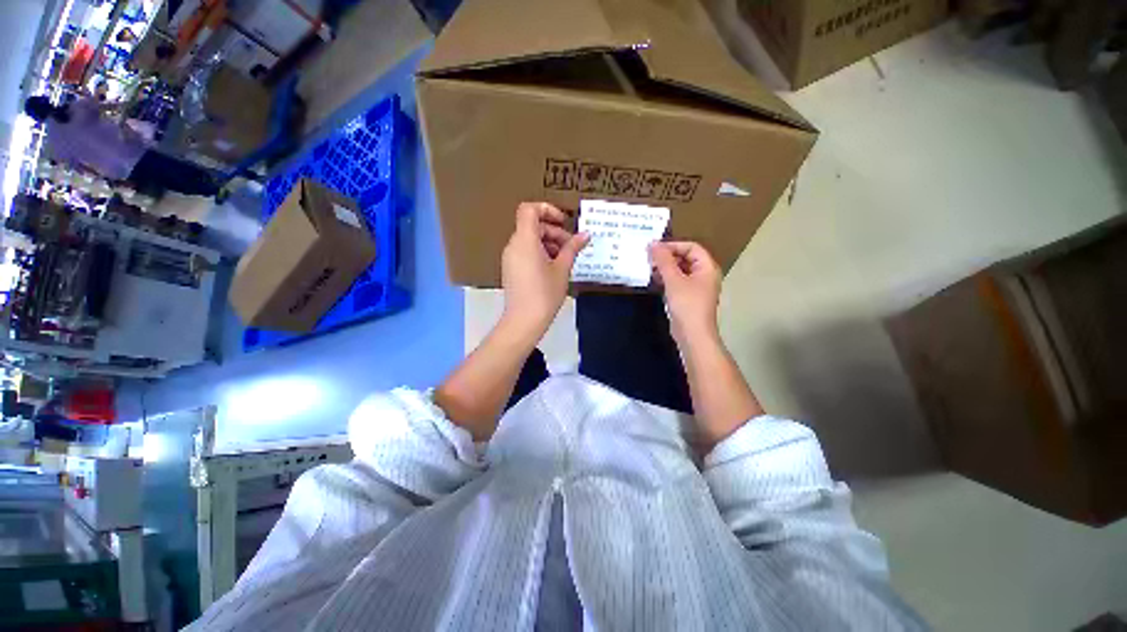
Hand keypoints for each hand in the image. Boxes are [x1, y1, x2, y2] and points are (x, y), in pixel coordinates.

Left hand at [502, 202, 588, 335]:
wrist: (524, 321)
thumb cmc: (544, 294)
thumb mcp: (562, 269)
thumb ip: (572, 248)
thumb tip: (585, 235)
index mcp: (525, 241)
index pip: (529, 209)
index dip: (547, 209)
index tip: (563, 222)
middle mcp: (513, 245)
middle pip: (533, 226)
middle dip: (554, 232)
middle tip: (571, 247)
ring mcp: (510, 258)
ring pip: (530, 239)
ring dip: (549, 243)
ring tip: (564, 259)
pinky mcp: (511, 269)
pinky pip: (525, 252)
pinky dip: (540, 253)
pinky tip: (553, 268)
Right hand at [649, 241, 721, 343]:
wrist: (692, 335)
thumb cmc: (687, 305)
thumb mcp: (674, 280)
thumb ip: (663, 261)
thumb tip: (653, 244)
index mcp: (707, 267)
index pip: (691, 246)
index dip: (673, 245)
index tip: (653, 248)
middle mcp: (704, 275)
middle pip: (686, 257)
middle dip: (667, 256)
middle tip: (649, 258)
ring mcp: (696, 287)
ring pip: (680, 270)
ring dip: (665, 267)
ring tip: (649, 268)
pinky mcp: (688, 297)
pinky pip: (677, 282)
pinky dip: (666, 279)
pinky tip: (654, 280)